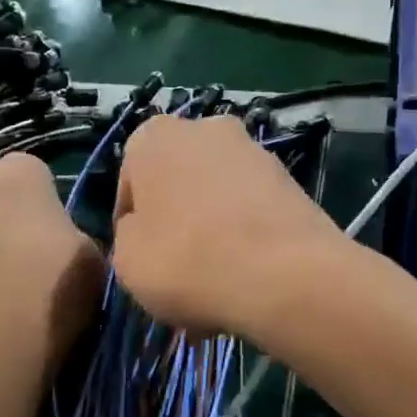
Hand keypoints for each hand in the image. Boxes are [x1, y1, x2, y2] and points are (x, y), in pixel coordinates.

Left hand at [0, 153, 103, 364]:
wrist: (1, 330)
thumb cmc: (56, 279)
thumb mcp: (90, 250)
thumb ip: (71, 232)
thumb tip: (59, 240)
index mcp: (20, 170)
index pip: (33, 172)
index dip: (44, 200)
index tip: (55, 229)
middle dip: (4, 212)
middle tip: (28, 250)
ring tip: (3, 278)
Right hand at [112, 116, 344, 337]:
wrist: (285, 275)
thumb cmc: (186, 261)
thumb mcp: (125, 261)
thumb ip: (127, 237)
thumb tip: (146, 233)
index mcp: (153, 137)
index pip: (129, 187)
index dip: (132, 229)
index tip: (142, 262)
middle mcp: (204, 129)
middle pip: (177, 186)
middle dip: (176, 226)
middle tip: (178, 275)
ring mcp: (253, 151)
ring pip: (216, 201)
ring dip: (212, 236)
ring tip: (216, 288)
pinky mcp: (291, 180)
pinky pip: (252, 213)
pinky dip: (246, 240)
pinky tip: (247, 282)